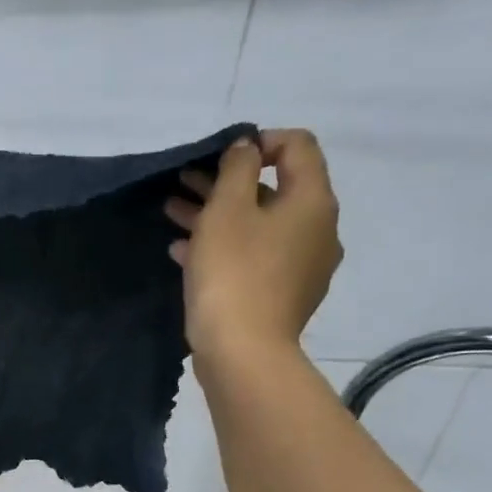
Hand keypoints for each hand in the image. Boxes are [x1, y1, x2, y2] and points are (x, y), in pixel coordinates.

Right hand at [164, 128, 341, 358]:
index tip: (219, 156)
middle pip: (274, 188)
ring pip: (259, 225)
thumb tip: (248, 146)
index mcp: (312, 201)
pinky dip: (224, 246)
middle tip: (184, 181)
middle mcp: (318, 229)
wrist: (243, 351)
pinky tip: (183, 250)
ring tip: (173, 212)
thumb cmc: (233, 272)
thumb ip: (237, 168)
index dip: (259, 140)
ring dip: (217, 213)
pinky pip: (254, 256)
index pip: (298, 146)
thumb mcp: (227, 209)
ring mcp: (303, 265)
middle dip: (226, 181)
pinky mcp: (282, 293)